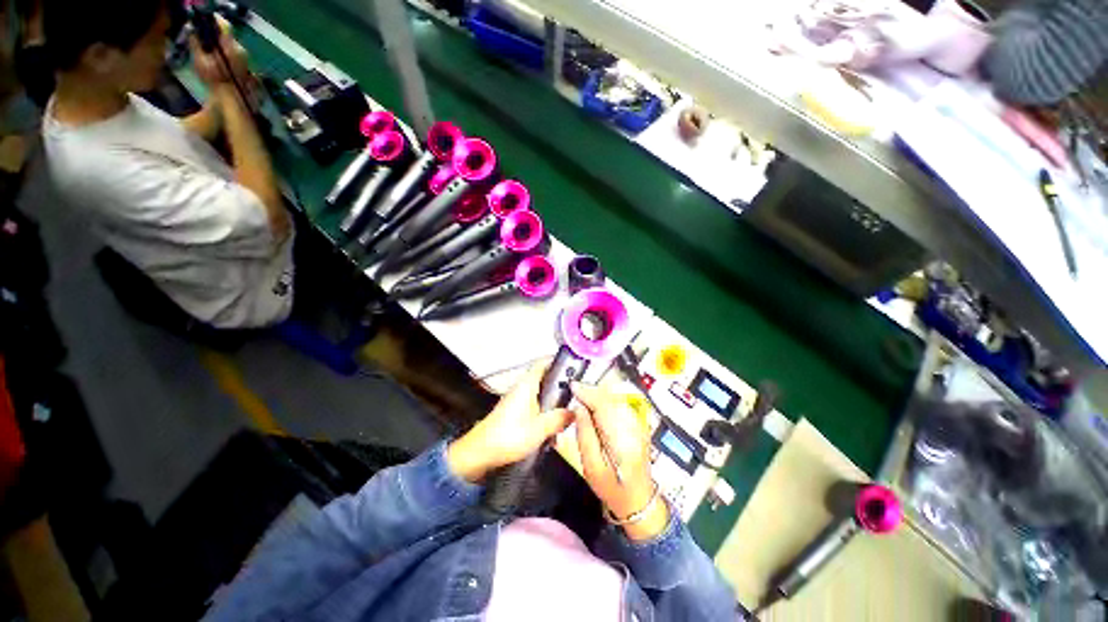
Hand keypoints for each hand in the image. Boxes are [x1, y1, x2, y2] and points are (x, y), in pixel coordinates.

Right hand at [189, 18, 252, 91]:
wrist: (232, 98)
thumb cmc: (214, 79)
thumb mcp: (200, 60)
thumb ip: (195, 43)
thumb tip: (191, 28)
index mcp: (230, 46)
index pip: (224, 25)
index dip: (214, 20)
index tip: (205, 19)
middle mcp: (240, 49)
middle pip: (227, 34)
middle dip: (215, 32)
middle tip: (203, 33)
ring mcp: (245, 57)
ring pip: (230, 43)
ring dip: (220, 42)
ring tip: (208, 46)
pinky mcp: (245, 64)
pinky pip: (234, 51)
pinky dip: (225, 50)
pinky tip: (217, 56)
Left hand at [447, 361, 572, 483]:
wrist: (480, 453)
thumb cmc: (507, 436)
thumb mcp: (538, 429)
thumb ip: (558, 419)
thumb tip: (573, 412)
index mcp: (527, 385)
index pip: (543, 363)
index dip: (557, 361)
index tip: (573, 365)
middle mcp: (522, 389)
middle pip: (545, 380)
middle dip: (561, 389)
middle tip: (575, 398)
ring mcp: (518, 401)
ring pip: (542, 396)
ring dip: (553, 407)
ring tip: (565, 420)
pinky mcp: (515, 413)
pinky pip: (535, 408)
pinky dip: (545, 417)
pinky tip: (551, 434)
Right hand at [570, 383, 668, 540]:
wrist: (639, 500)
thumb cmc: (612, 489)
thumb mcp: (591, 467)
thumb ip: (585, 435)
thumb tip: (579, 408)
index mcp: (622, 441)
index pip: (605, 406)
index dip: (588, 393)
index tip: (573, 386)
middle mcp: (634, 428)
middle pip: (611, 399)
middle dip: (592, 392)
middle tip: (575, 390)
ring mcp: (640, 425)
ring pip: (616, 400)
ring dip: (599, 395)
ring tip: (583, 397)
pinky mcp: (639, 425)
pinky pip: (620, 405)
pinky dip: (606, 401)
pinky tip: (596, 406)